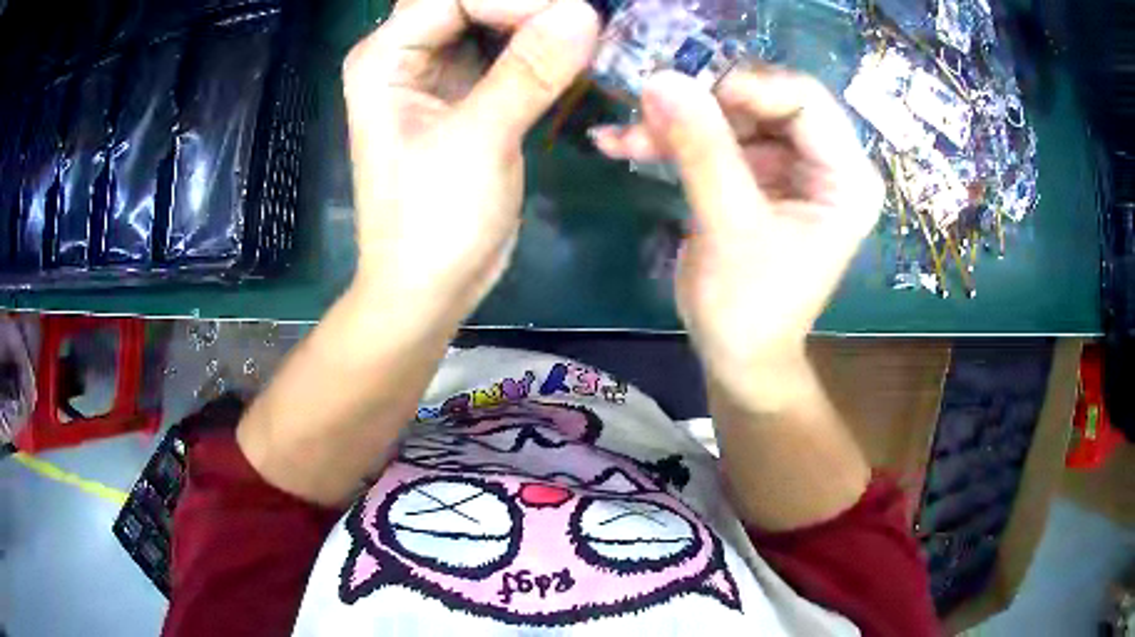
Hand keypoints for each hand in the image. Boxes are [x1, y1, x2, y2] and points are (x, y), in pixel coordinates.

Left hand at [342, 0, 599, 324]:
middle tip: (582, 20)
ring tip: (584, 34)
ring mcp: (434, 73)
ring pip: (489, 20)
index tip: (577, 19)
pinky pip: (504, 51)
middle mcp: (404, 54)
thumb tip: (584, 13)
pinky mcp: (464, 94)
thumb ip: (528, 72)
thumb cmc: (433, 224)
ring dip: (536, 22)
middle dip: (525, 6)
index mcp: (385, 58)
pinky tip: (572, 53)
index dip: (516, 0)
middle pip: (469, 1)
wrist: (427, 288)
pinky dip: (538, 48)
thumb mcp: (478, 142)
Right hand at [592, 68, 882, 408]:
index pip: (805, 99)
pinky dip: (671, 141)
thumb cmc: (751, 306)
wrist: (738, 357)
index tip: (686, 96)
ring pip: (731, 117)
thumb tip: (661, 79)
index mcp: (846, 177)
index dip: (746, 87)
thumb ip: (702, 150)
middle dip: (702, 106)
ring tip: (621, 138)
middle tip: (646, 113)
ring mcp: (788, 166)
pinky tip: (622, 145)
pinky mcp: (756, 176)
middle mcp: (825, 162)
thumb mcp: (730, 227)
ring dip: (675, 124)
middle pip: (764, 101)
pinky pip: (714, 140)